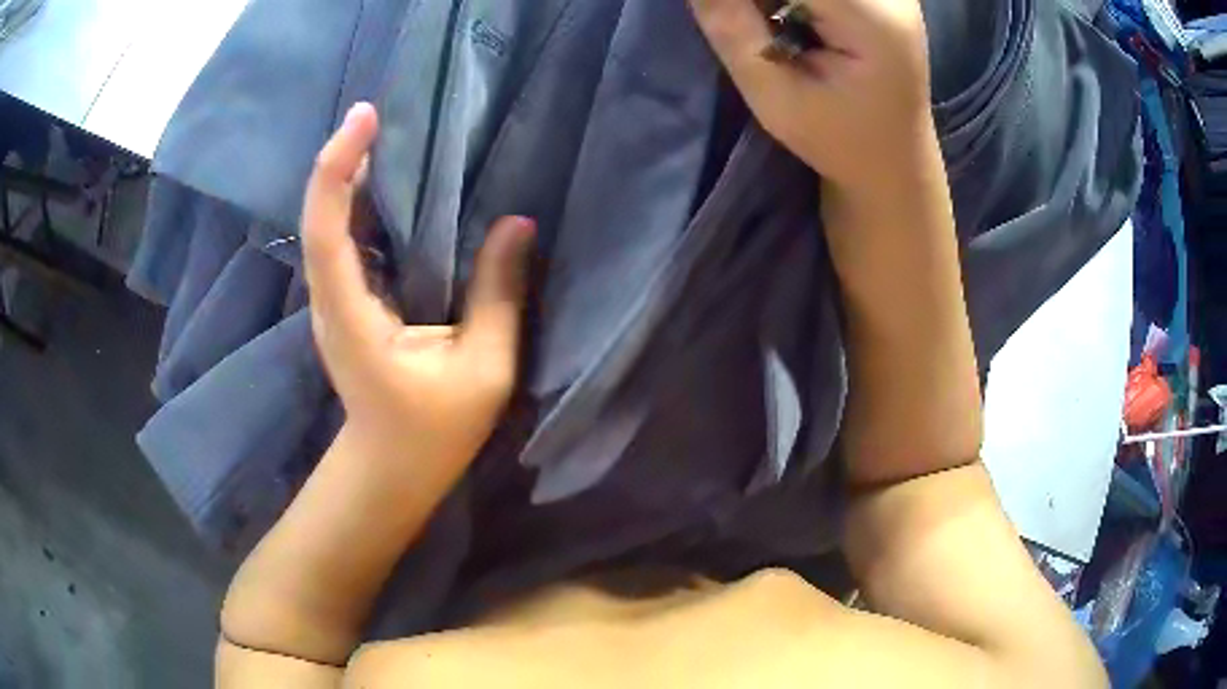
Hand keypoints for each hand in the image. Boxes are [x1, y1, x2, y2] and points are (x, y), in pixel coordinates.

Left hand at [302, 102, 535, 469]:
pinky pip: (346, 240)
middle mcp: (329, 300)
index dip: (338, 168)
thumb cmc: (434, 432)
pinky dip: (362, 203)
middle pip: (321, 216)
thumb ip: (499, 296)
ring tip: (387, 135)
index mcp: (351, 316)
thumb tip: (516, 224)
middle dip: (345, 158)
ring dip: (352, 176)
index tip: (365, 118)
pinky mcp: (345, 303)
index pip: (327, 229)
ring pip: (329, 224)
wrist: (390, 467)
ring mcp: (333, 302)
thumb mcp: (483, 369)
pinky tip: (391, 184)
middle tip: (380, 114)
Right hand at [688, 0, 932, 190]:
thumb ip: (732, 28)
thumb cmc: (840, 142)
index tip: (715, 6)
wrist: (896, 161)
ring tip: (769, 29)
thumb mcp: (776, 99)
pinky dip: (792, 1)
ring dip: (773, 1)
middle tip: (741, 19)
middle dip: (759, 0)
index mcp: (871, 18)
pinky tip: (784, 17)